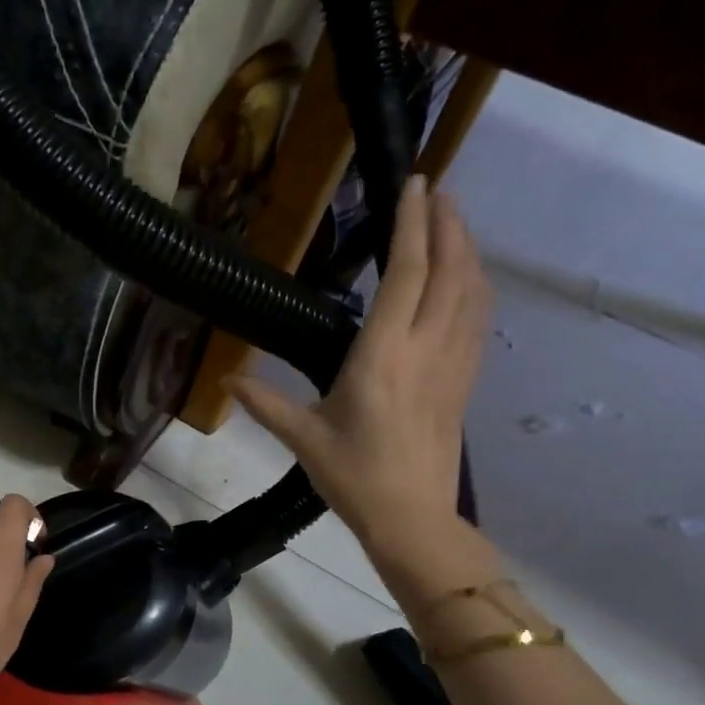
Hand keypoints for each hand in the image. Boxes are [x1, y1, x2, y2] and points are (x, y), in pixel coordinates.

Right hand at [228, 175, 488, 561]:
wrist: (412, 520)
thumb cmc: (354, 477)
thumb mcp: (303, 439)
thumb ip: (264, 403)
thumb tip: (226, 380)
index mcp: (382, 355)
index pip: (407, 273)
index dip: (412, 224)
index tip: (414, 184)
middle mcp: (425, 347)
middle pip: (449, 269)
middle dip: (447, 223)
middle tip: (437, 190)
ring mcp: (453, 363)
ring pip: (471, 291)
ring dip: (466, 249)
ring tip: (454, 221)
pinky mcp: (464, 381)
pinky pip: (478, 319)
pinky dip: (475, 286)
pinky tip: (467, 279)